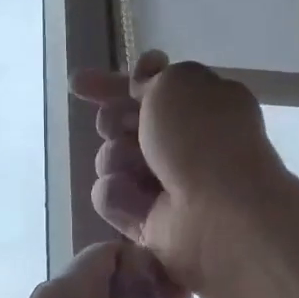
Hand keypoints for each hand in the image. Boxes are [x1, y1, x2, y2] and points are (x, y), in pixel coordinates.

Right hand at [71, 52, 285, 293]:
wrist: (218, 214)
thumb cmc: (203, 139)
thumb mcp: (179, 83)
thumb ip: (153, 76)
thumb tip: (141, 81)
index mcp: (202, 104)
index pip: (149, 87)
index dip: (115, 83)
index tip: (80, 84)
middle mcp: (184, 143)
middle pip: (122, 123)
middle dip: (113, 122)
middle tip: (123, 128)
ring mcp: (164, 183)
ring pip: (111, 159)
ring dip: (117, 159)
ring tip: (141, 170)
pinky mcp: (146, 220)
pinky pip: (110, 196)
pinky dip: (120, 196)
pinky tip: (140, 203)